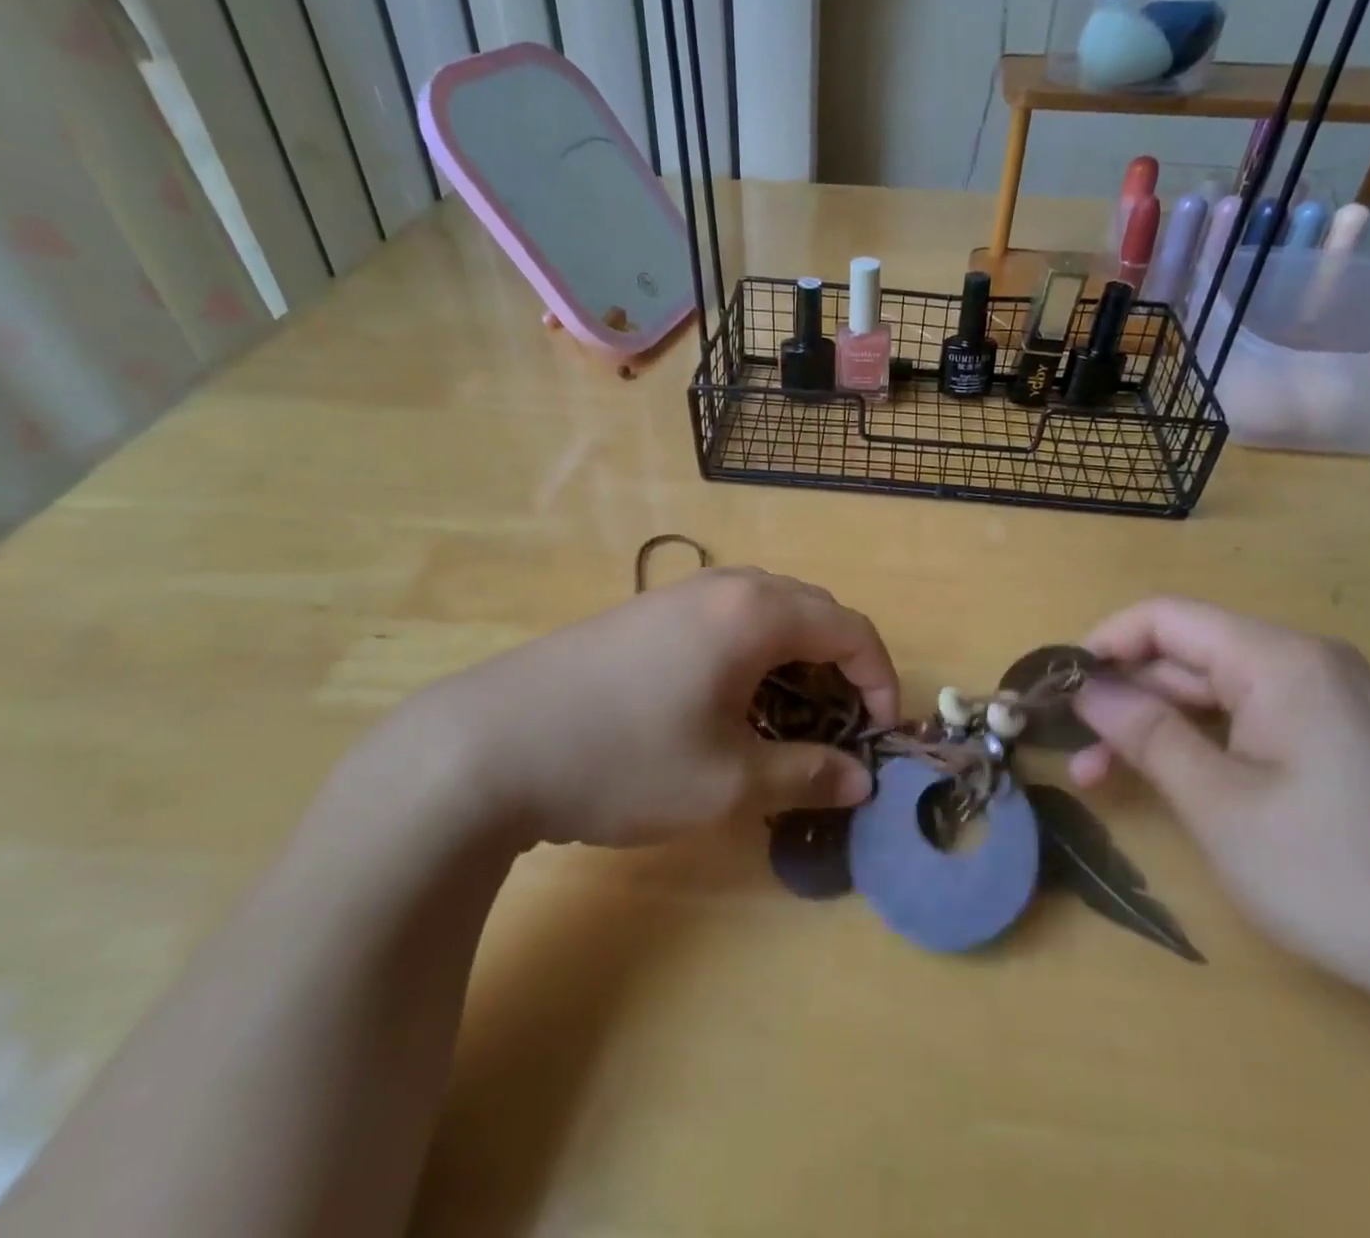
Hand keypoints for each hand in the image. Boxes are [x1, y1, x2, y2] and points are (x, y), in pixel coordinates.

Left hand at [380, 568, 896, 848]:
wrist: (488, 746)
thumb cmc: (625, 759)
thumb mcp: (728, 782)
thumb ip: (806, 774)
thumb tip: (861, 780)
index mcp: (756, 612)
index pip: (850, 628)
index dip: (879, 680)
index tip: (881, 733)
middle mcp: (723, 587)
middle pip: (812, 610)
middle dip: (840, 665)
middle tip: (838, 726)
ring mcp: (677, 594)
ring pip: (766, 612)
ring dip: (794, 659)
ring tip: (787, 719)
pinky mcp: (643, 614)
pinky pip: (724, 620)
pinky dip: (751, 655)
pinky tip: (727, 705)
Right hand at [1070, 598, 1369, 1021]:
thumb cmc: (1340, 874)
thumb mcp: (1219, 803)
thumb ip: (1144, 732)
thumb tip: (1085, 687)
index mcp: (1278, 660)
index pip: (1165, 618)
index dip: (1102, 644)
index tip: (1057, 688)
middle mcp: (1304, 664)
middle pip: (1187, 655)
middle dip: (1123, 696)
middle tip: (1070, 746)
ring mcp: (1327, 703)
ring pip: (1213, 693)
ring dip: (1155, 726)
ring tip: (1100, 776)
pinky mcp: (1340, 742)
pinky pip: (1249, 722)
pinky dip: (1200, 745)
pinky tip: (1172, 781)